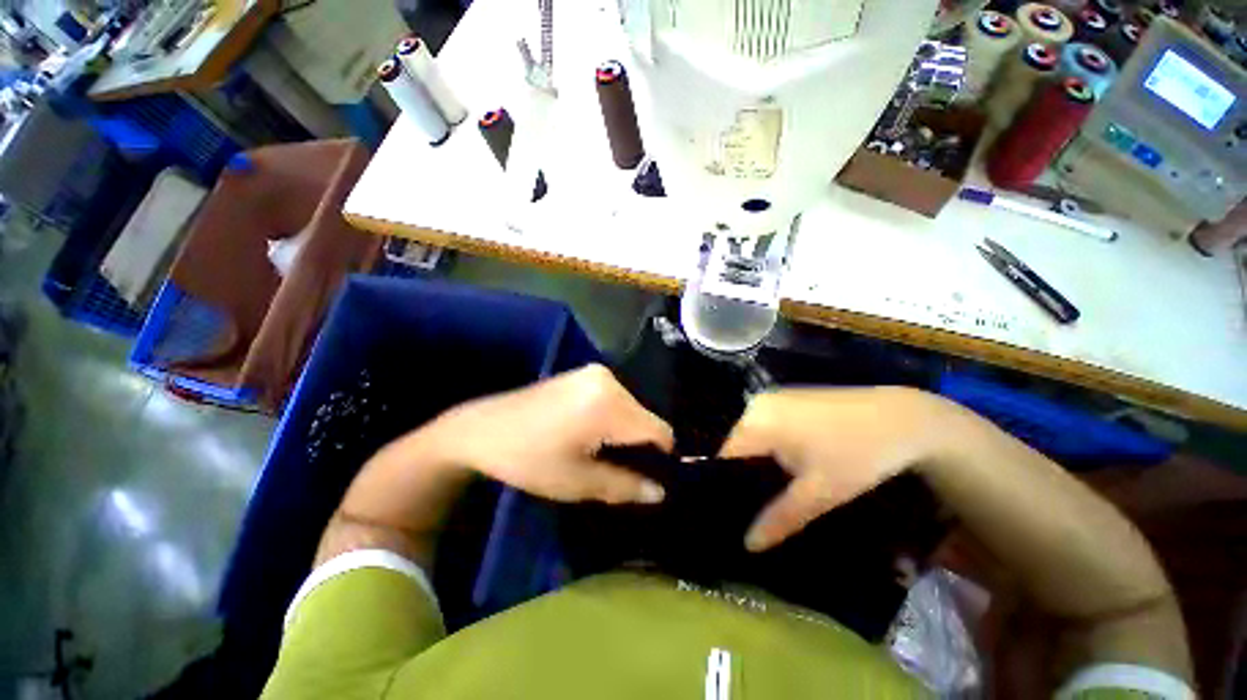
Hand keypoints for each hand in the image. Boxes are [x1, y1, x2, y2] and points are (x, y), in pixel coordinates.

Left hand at [435, 364, 673, 504]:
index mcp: (608, 404)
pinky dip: (614, 417)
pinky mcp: (586, 373)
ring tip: (603, 451)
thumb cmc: (528, 459)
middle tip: (620, 468)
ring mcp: (596, 373)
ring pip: (632, 408)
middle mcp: (609, 380)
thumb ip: (624, 486)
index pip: (658, 430)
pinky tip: (593, 433)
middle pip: (645, 418)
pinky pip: (616, 398)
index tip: (650, 477)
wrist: (483, 429)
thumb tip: (660, 492)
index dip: (661, 457)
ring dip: (627, 431)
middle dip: (640, 444)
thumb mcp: (577, 481)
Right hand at [720, 386, 953, 551]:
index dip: (726, 487)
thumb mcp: (820, 492)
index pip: (724, 457)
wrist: (901, 418)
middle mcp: (756, 405)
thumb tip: (748, 545)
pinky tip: (786, 467)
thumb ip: (780, 518)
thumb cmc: (857, 455)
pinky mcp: (786, 399)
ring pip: (751, 436)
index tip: (733, 514)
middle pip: (736, 446)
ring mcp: (771, 399)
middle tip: (754, 509)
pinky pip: (765, 426)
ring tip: (770, 491)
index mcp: (756, 422)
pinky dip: (770, 446)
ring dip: (758, 462)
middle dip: (744, 476)